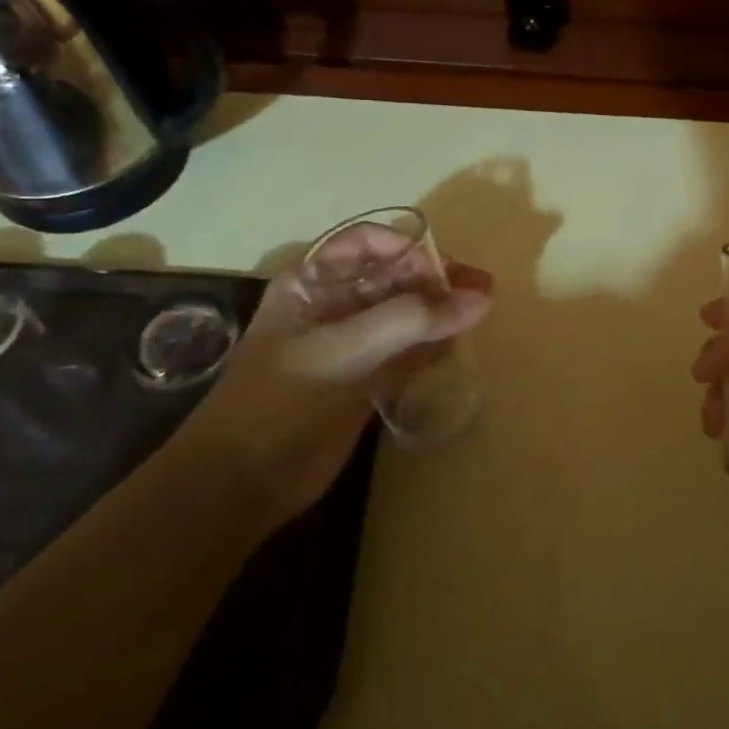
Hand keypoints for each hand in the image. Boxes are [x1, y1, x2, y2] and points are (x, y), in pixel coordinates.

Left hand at [182, 241, 491, 534]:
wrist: (243, 483)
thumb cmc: (281, 402)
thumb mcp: (341, 352)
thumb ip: (411, 321)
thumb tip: (480, 297)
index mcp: (312, 282)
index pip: (369, 244)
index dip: (411, 249)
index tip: (452, 270)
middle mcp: (333, 305)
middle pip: (393, 277)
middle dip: (436, 280)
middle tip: (485, 291)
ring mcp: (351, 345)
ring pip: (404, 315)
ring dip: (439, 313)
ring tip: (481, 316)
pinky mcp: (365, 380)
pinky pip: (406, 352)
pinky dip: (431, 347)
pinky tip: (456, 348)